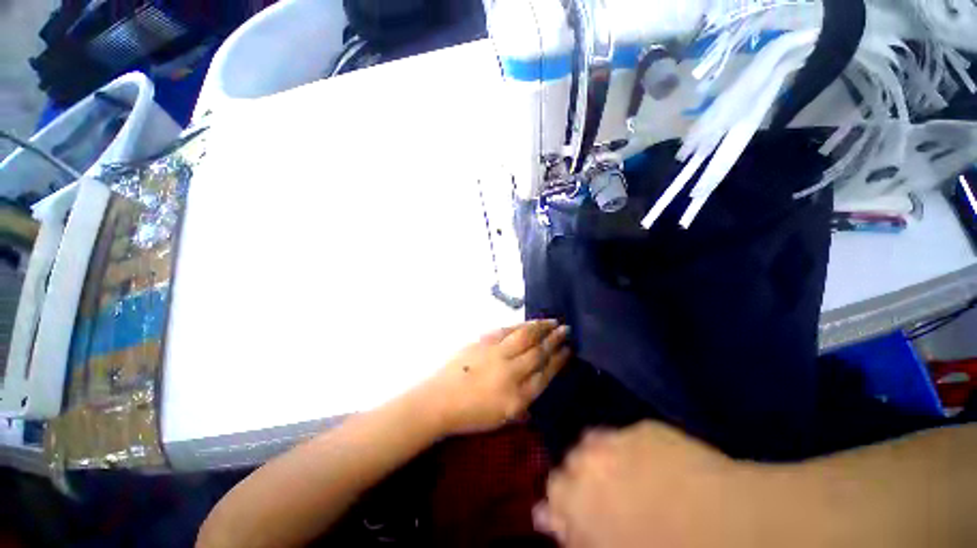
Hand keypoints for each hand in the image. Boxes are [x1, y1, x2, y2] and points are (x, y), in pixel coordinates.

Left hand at [421, 320, 570, 435]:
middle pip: (538, 353)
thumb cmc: (470, 415)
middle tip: (566, 330)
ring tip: (553, 321)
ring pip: (524, 337)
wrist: (439, 400)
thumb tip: (536, 386)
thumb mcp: (502, 419)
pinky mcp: (483, 342)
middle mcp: (510, 373)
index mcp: (517, 397)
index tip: (568, 350)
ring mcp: (496, 355)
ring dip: (541, 328)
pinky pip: (506, 331)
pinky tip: (528, 323)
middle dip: (554, 340)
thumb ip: (523, 404)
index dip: (558, 361)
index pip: (544, 375)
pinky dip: (520, 325)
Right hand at [535, 422, 760, 547]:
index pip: (553, 489)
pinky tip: (651, 463)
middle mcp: (589, 460)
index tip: (575, 510)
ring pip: (593, 441)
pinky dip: (629, 447)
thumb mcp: (606, 547)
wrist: (723, 524)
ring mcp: (617, 439)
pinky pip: (625, 434)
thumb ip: (574, 533)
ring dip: (600, 456)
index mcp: (577, 497)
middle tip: (604, 495)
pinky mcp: (645, 429)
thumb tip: (543, 516)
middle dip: (580, 477)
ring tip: (623, 474)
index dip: (563, 501)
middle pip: (571, 461)